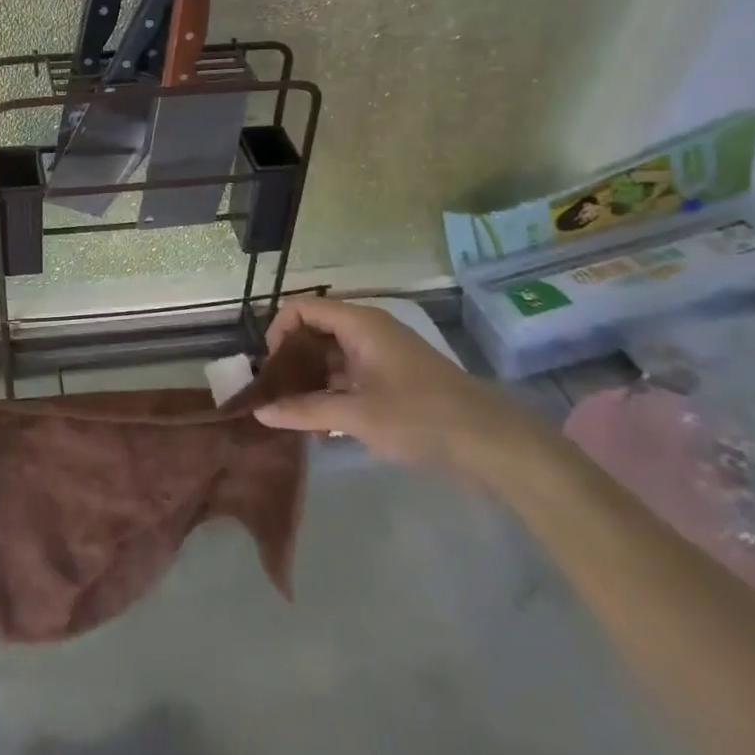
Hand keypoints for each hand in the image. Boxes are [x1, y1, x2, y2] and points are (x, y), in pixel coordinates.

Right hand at [254, 298, 553, 485]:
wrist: (495, 445)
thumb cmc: (422, 418)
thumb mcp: (357, 415)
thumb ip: (305, 411)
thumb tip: (259, 412)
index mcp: (360, 324)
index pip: (302, 308)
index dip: (279, 332)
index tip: (271, 369)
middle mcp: (369, 331)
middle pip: (315, 332)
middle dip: (291, 360)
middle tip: (276, 395)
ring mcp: (383, 356)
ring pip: (332, 357)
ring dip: (310, 382)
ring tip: (294, 416)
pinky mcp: (394, 380)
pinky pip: (350, 377)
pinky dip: (332, 395)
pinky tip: (322, 429)